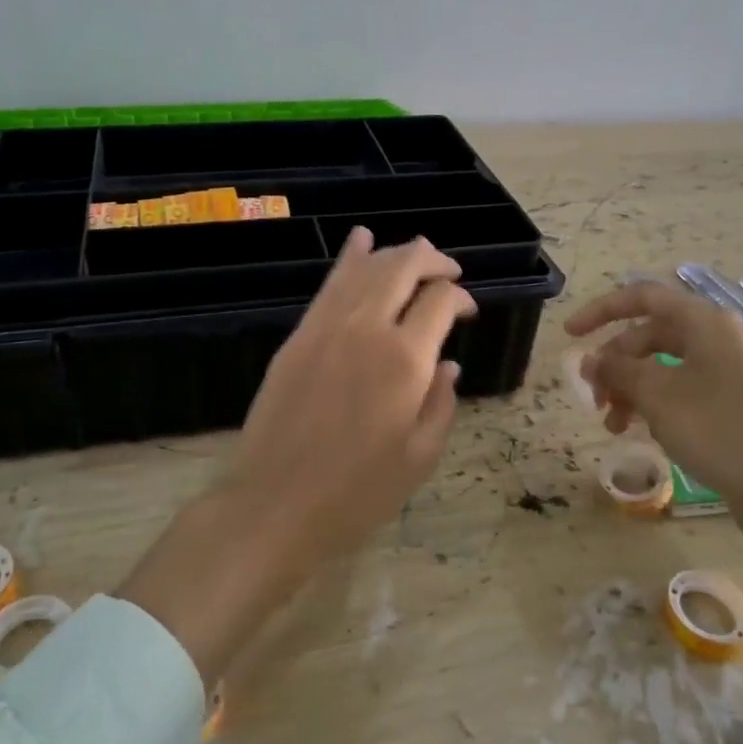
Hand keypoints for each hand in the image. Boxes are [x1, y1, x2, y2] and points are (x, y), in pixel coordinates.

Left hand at [120, 228, 473, 683]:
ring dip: (395, 254)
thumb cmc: (356, 492)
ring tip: (416, 253)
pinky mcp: (298, 335)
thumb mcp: (419, 458)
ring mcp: (326, 327)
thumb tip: (448, 364)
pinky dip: (349, 258)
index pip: (440, 300)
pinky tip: (361, 240)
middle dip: (432, 260)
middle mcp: (367, 328)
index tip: (467, 312)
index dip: (460, 297)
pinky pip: (329, 284)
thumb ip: (441, 403)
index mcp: (405, 360)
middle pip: (403, 267)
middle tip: (448, 271)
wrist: (275, 504)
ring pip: (366, 268)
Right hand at [566, 281, 742, 542]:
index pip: (641, 297)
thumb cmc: (718, 429)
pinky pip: (679, 390)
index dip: (600, 311)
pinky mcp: (730, 403)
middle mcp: (715, 338)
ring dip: (630, 389)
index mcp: (702, 322)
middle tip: (593, 396)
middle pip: (648, 336)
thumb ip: (617, 371)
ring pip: (661, 367)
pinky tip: (640, 432)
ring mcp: (725, 371)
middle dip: (614, 363)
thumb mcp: (657, 396)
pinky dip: (653, 405)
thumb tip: (589, 360)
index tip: (569, 335)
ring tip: (612, 424)